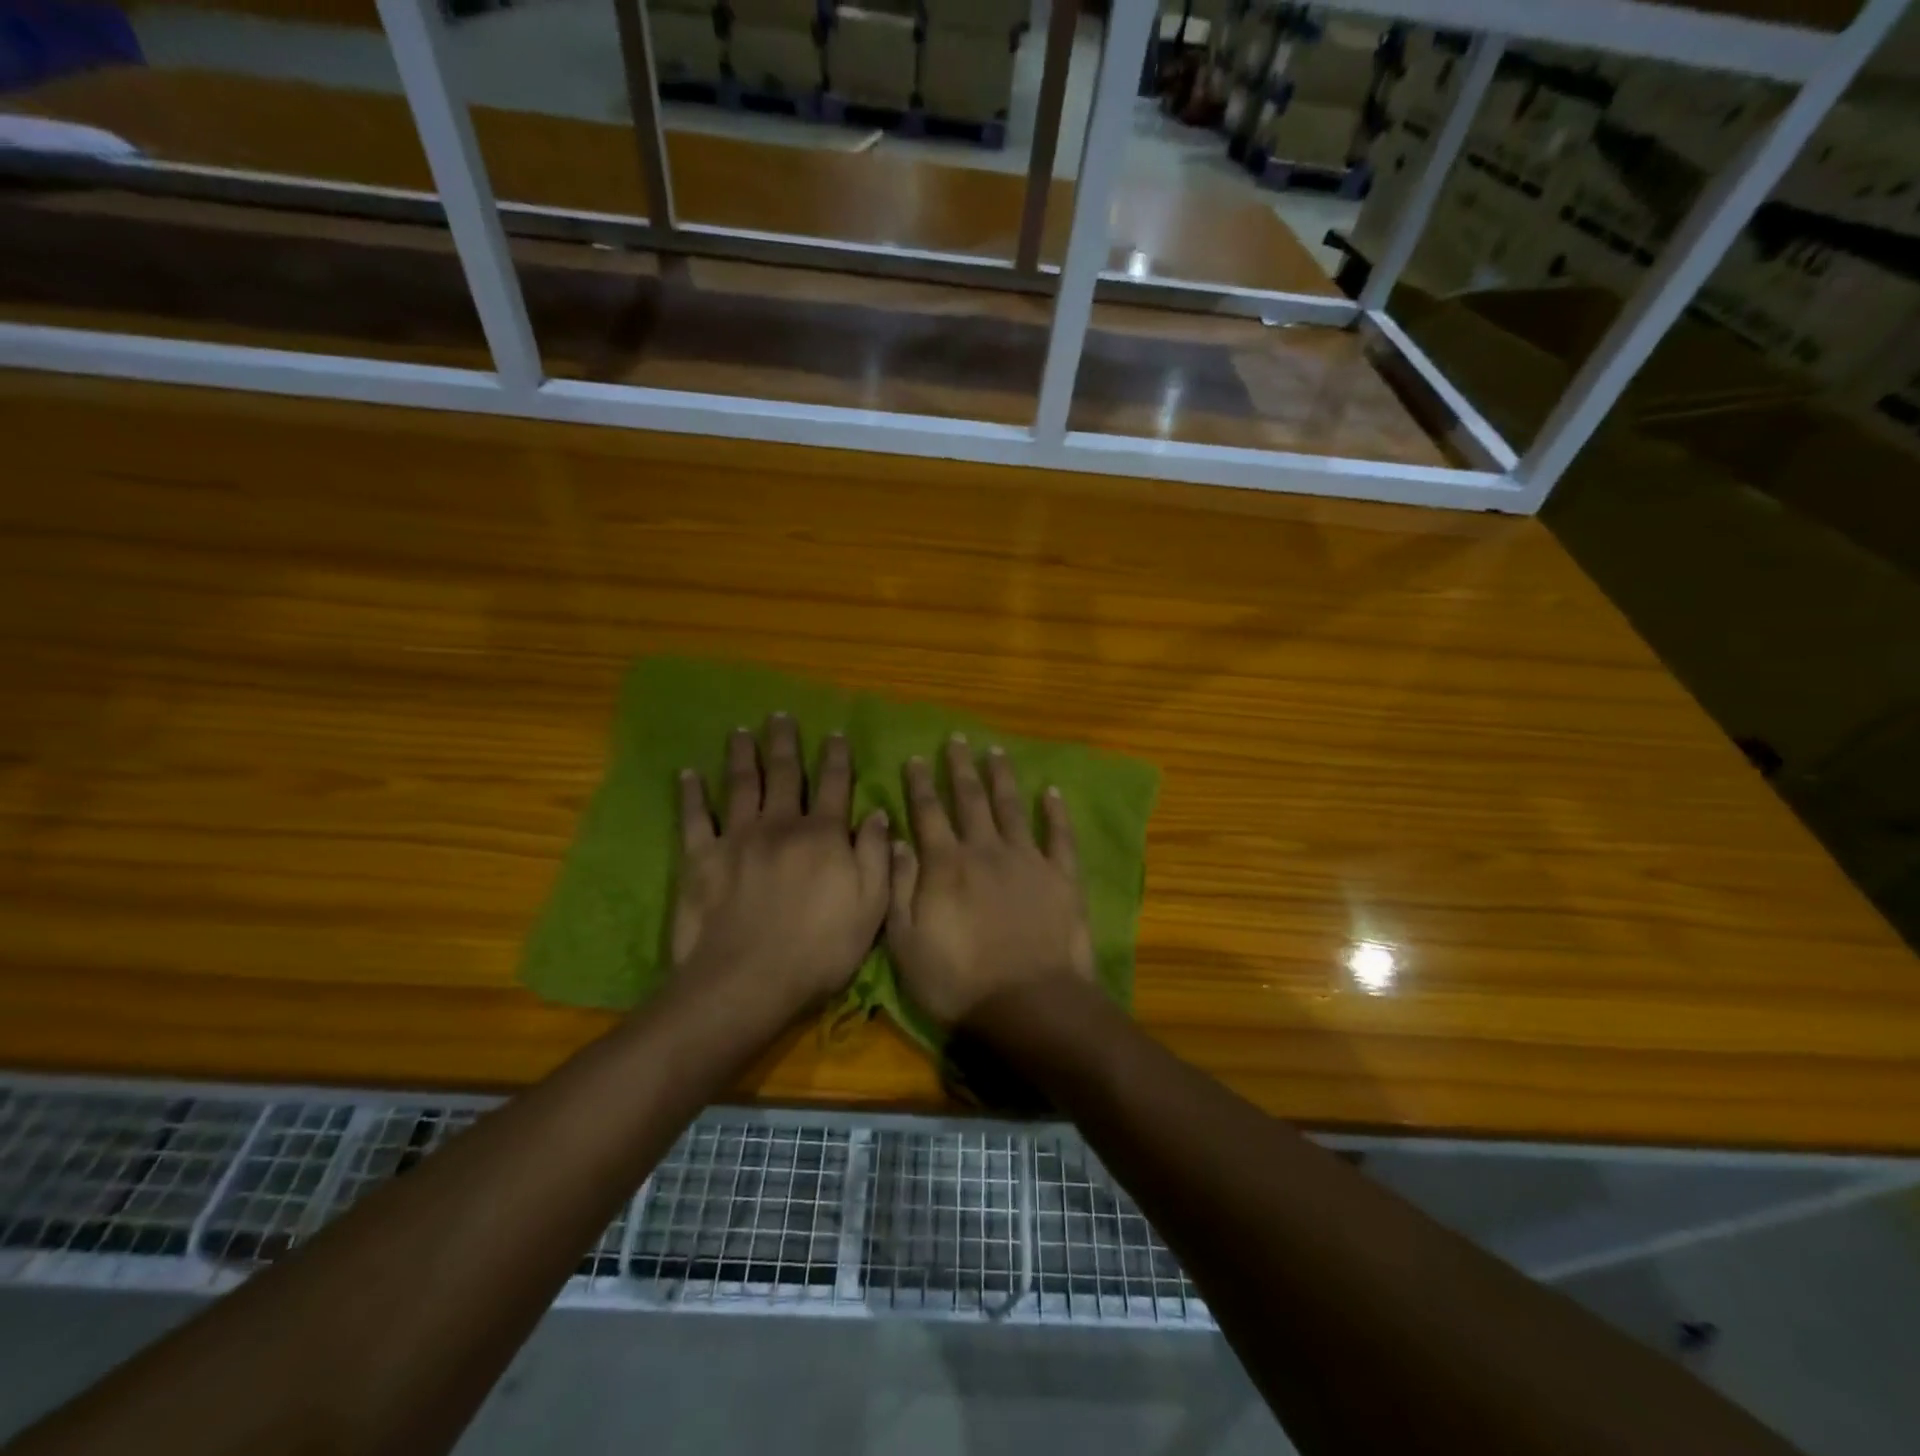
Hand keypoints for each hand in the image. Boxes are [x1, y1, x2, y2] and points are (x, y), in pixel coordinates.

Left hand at [672, 715, 889, 1011]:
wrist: (748, 981)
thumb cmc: (819, 949)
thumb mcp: (870, 907)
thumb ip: (876, 855)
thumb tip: (878, 812)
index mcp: (823, 835)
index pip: (834, 785)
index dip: (836, 757)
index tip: (835, 734)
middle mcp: (780, 824)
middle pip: (784, 773)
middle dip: (784, 742)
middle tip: (780, 716)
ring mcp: (737, 837)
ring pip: (741, 785)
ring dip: (742, 755)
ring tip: (741, 732)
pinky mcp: (701, 858)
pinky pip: (694, 817)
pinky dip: (691, 794)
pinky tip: (687, 774)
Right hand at [886, 736, 1095, 1028]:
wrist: (1029, 1005)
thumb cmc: (958, 981)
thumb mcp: (906, 943)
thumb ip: (898, 887)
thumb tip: (896, 839)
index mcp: (945, 865)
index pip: (927, 812)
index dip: (919, 783)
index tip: (915, 756)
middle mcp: (985, 850)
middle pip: (969, 799)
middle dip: (959, 767)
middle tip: (956, 738)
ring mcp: (1027, 860)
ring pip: (1011, 807)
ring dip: (1001, 777)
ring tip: (995, 751)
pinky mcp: (1061, 876)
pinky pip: (1059, 835)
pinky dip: (1056, 811)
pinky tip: (1052, 790)